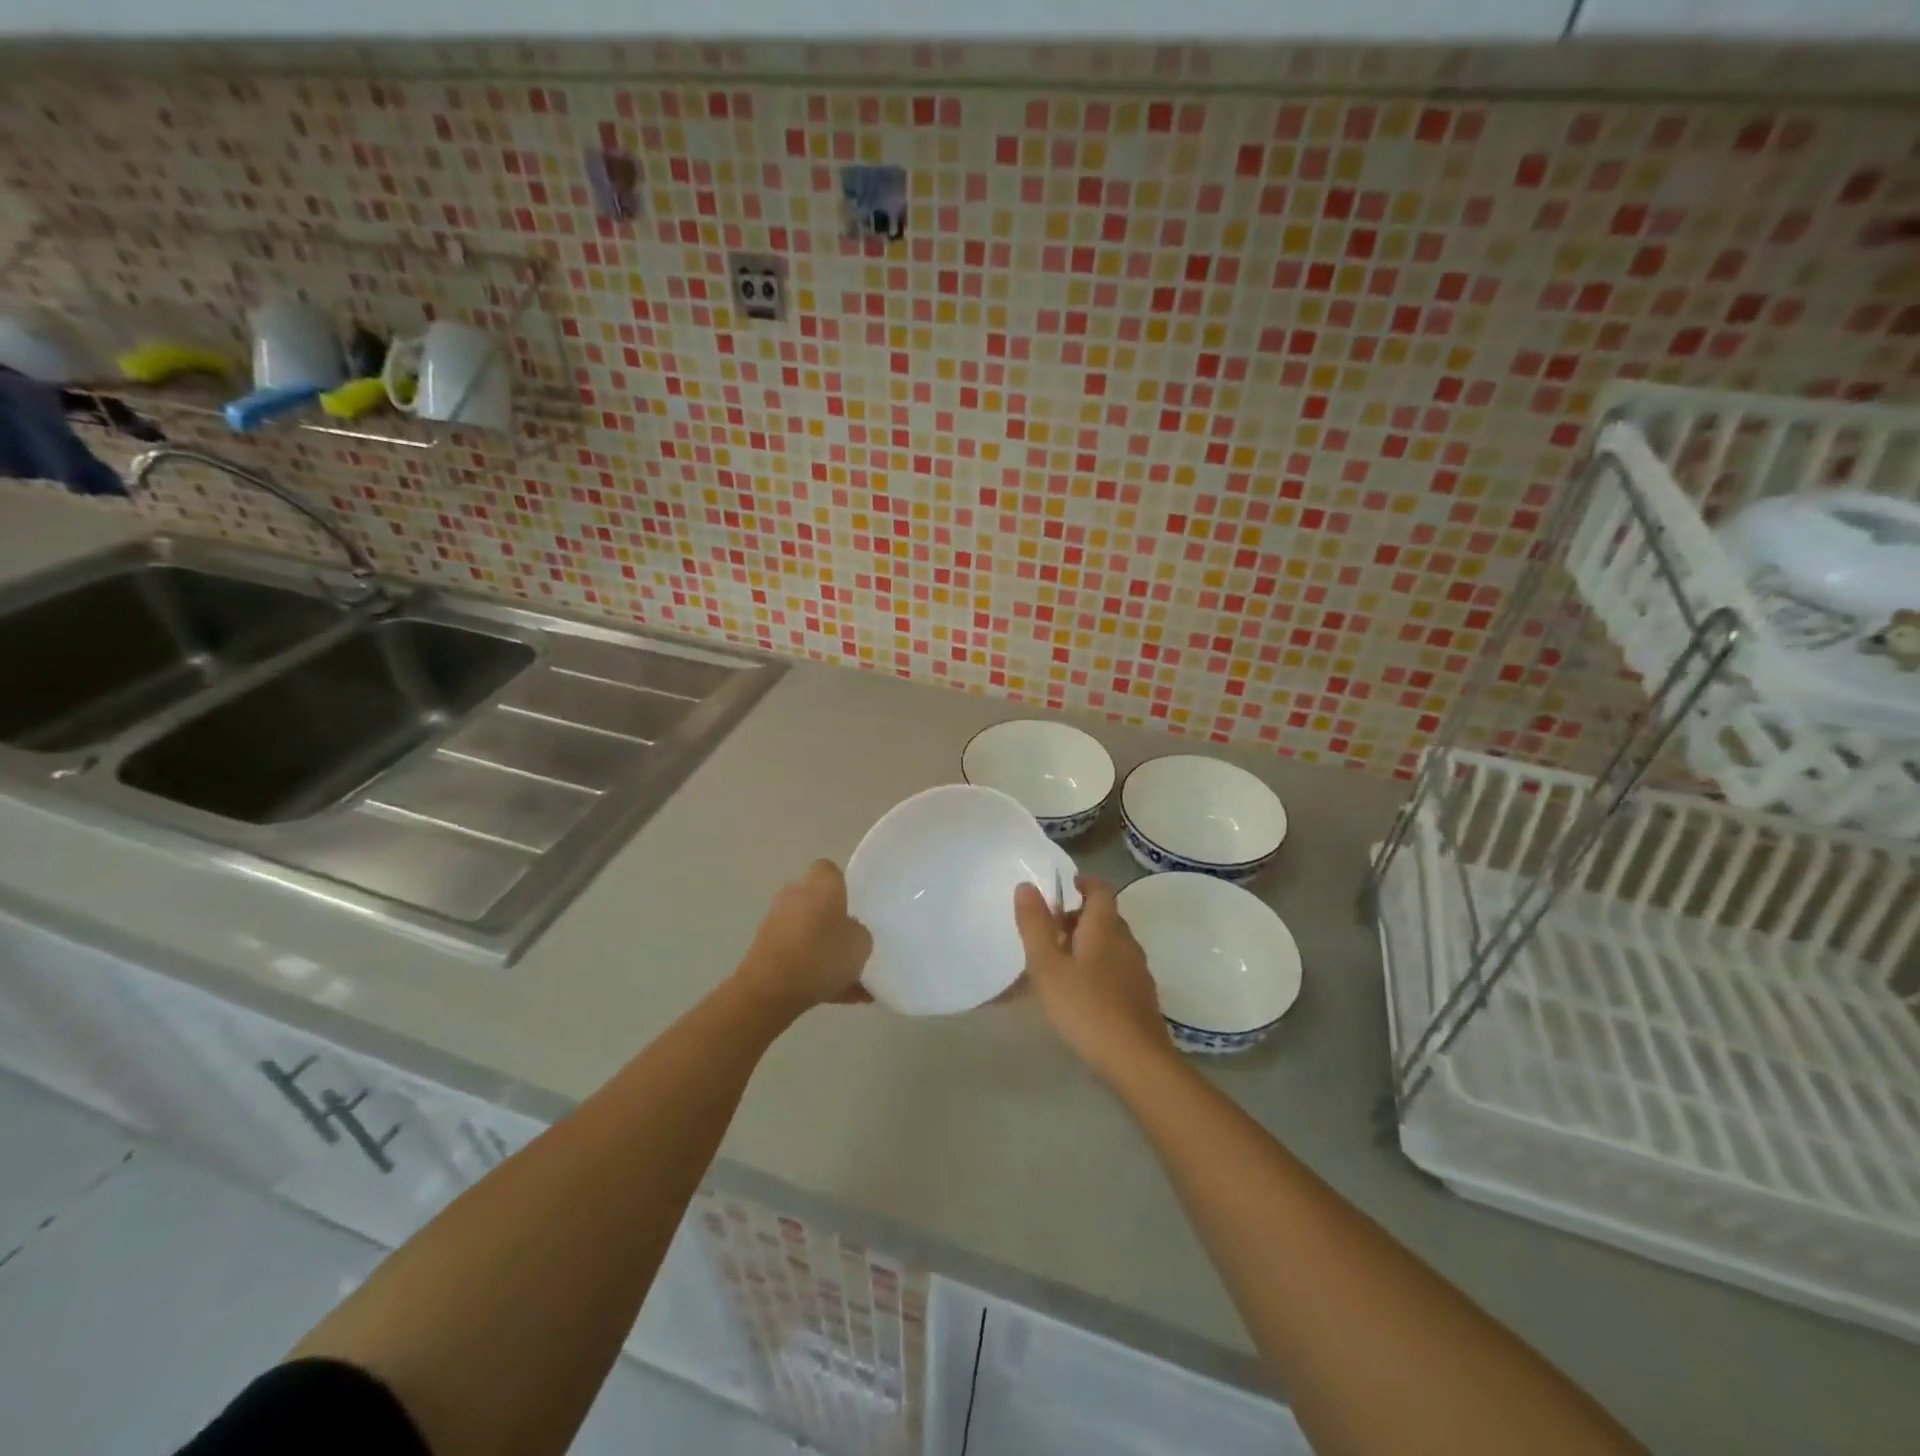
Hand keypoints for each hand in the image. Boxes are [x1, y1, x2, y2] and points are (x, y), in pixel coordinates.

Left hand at [736, 860, 872, 1016]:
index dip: (842, 886)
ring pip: (808, 933)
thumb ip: (859, 932)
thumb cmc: (821, 955)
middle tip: (851, 944)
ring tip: (850, 981)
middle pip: (817, 902)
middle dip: (832, 922)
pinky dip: (812, 972)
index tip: (854, 907)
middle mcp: (795, 895)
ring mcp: (776, 922)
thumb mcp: (861, 944)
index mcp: (820, 885)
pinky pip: (796, 956)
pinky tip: (835, 996)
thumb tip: (849, 931)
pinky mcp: (764, 949)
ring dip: (823, 950)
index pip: (829, 870)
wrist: (770, 990)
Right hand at [1014, 876, 1172, 1081]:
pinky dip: (1098, 967)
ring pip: (1111, 943)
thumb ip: (1035, 925)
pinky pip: (1117, 967)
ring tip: (1059, 963)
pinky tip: (1081, 992)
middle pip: (1105, 916)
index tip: (1062, 888)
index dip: (1083, 882)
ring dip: (1088, 943)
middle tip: (1049, 931)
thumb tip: (1026, 885)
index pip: (1100, 888)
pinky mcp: (1141, 996)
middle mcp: (1126, 941)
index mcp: (1105, 927)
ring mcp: (1138, 970)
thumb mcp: (1047, 966)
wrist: (1136, 1060)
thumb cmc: (1085, 1007)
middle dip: (1079, 917)